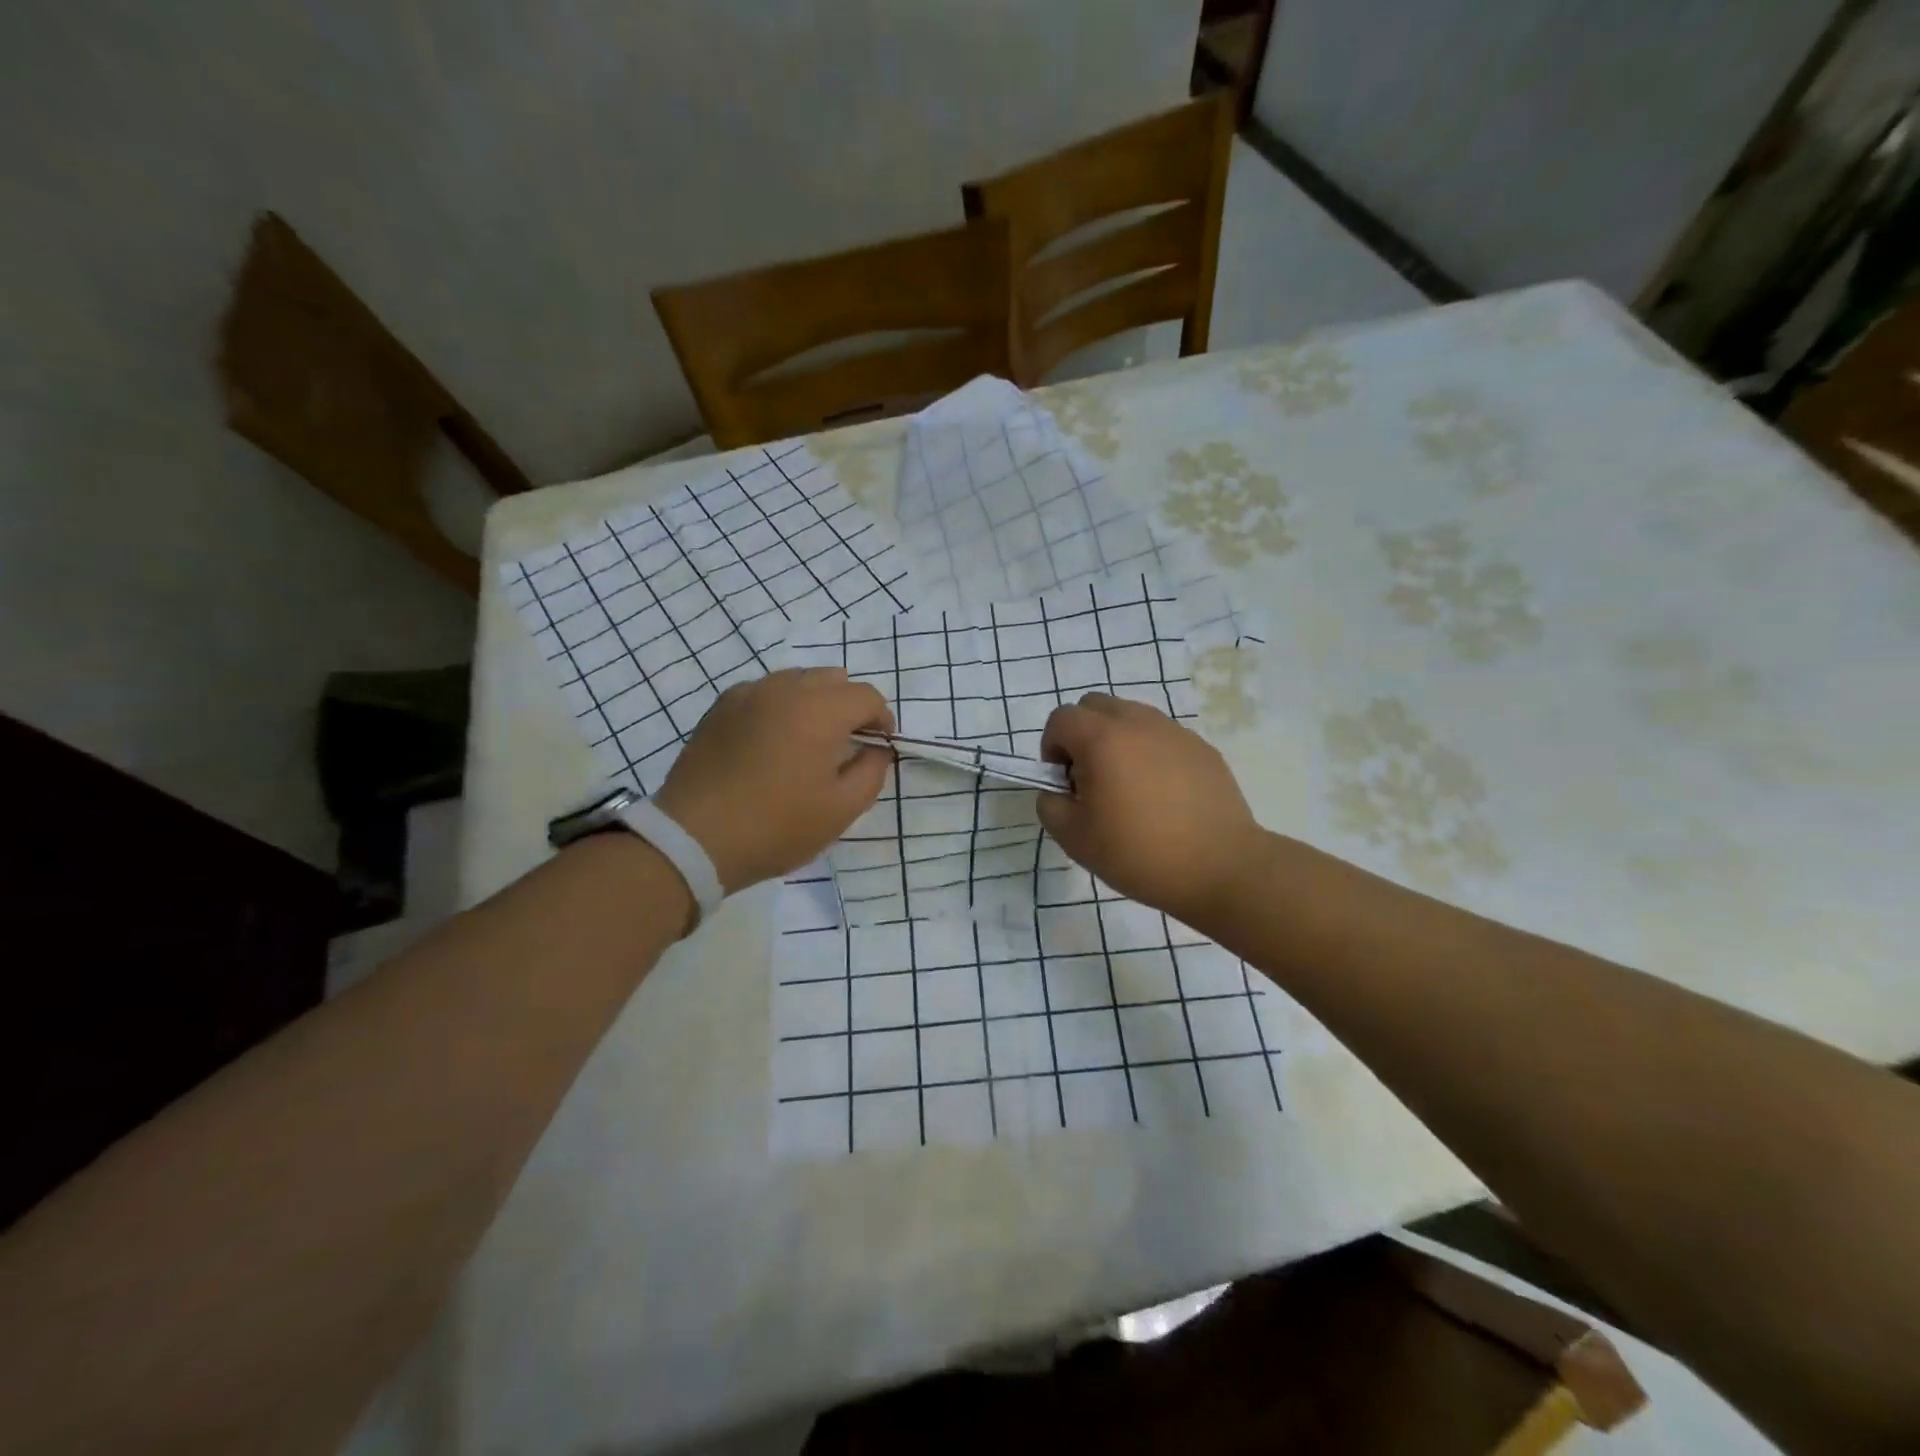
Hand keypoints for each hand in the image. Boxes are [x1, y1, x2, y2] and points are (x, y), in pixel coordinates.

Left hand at [654, 668, 893, 893]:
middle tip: (847, 744)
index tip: (879, 746)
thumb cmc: (777, 825)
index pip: (866, 696)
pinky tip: (771, 743)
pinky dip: (779, 707)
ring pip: (797, 681)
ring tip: (808, 743)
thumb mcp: (841, 810)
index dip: (882, 719)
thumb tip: (876, 750)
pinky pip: (764, 692)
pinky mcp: (720, 707)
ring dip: (814, 703)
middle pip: (833, 679)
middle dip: (849, 706)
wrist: (695, 837)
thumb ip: (871, 772)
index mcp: (819, 710)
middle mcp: (785, 689)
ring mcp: (748, 694)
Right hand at [1037, 693, 1262, 927]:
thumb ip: (1050, 804)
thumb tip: (1058, 789)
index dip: (1051, 747)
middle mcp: (1139, 723)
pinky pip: (1162, 736)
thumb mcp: (1074, 838)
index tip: (1065, 783)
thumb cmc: (1139, 853)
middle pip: (1095, 706)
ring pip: (1131, 717)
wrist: (1220, 868)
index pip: (1061, 719)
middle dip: (1081, 735)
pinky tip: (1162, 796)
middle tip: (1090, 778)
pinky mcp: (1202, 748)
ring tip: (1127, 787)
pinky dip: (1150, 753)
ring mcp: (1175, 732)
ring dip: (1116, 740)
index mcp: (1103, 739)